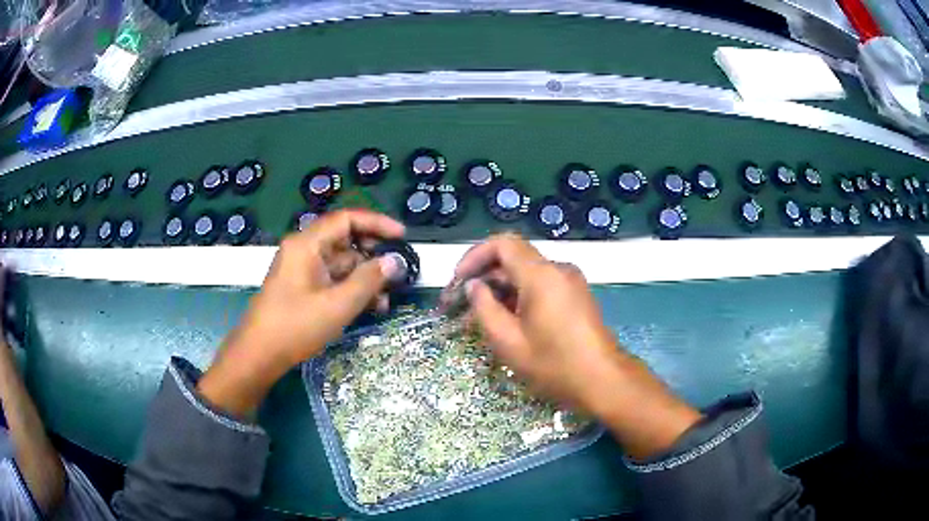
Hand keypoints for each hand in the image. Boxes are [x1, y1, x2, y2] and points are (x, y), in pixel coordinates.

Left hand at [198, 209, 404, 415]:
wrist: (258, 356)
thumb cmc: (295, 327)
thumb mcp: (337, 306)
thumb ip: (368, 281)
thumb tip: (394, 261)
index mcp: (306, 244)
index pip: (346, 219)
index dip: (377, 223)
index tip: (402, 237)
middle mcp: (304, 250)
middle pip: (345, 240)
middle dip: (373, 256)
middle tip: (398, 272)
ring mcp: (302, 269)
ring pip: (341, 263)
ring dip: (365, 278)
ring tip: (385, 300)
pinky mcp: (302, 287)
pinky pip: (332, 279)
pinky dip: (351, 289)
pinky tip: (369, 307)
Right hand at [455, 234, 701, 458]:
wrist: (603, 380)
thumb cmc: (553, 364)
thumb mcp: (508, 341)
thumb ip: (484, 308)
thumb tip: (475, 287)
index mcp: (541, 275)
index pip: (502, 244)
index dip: (474, 256)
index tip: (459, 281)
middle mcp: (558, 269)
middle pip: (513, 259)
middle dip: (484, 278)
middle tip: (460, 305)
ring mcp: (570, 281)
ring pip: (526, 274)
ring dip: (500, 290)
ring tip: (479, 319)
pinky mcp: (576, 295)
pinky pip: (541, 286)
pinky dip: (520, 297)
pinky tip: (507, 321)